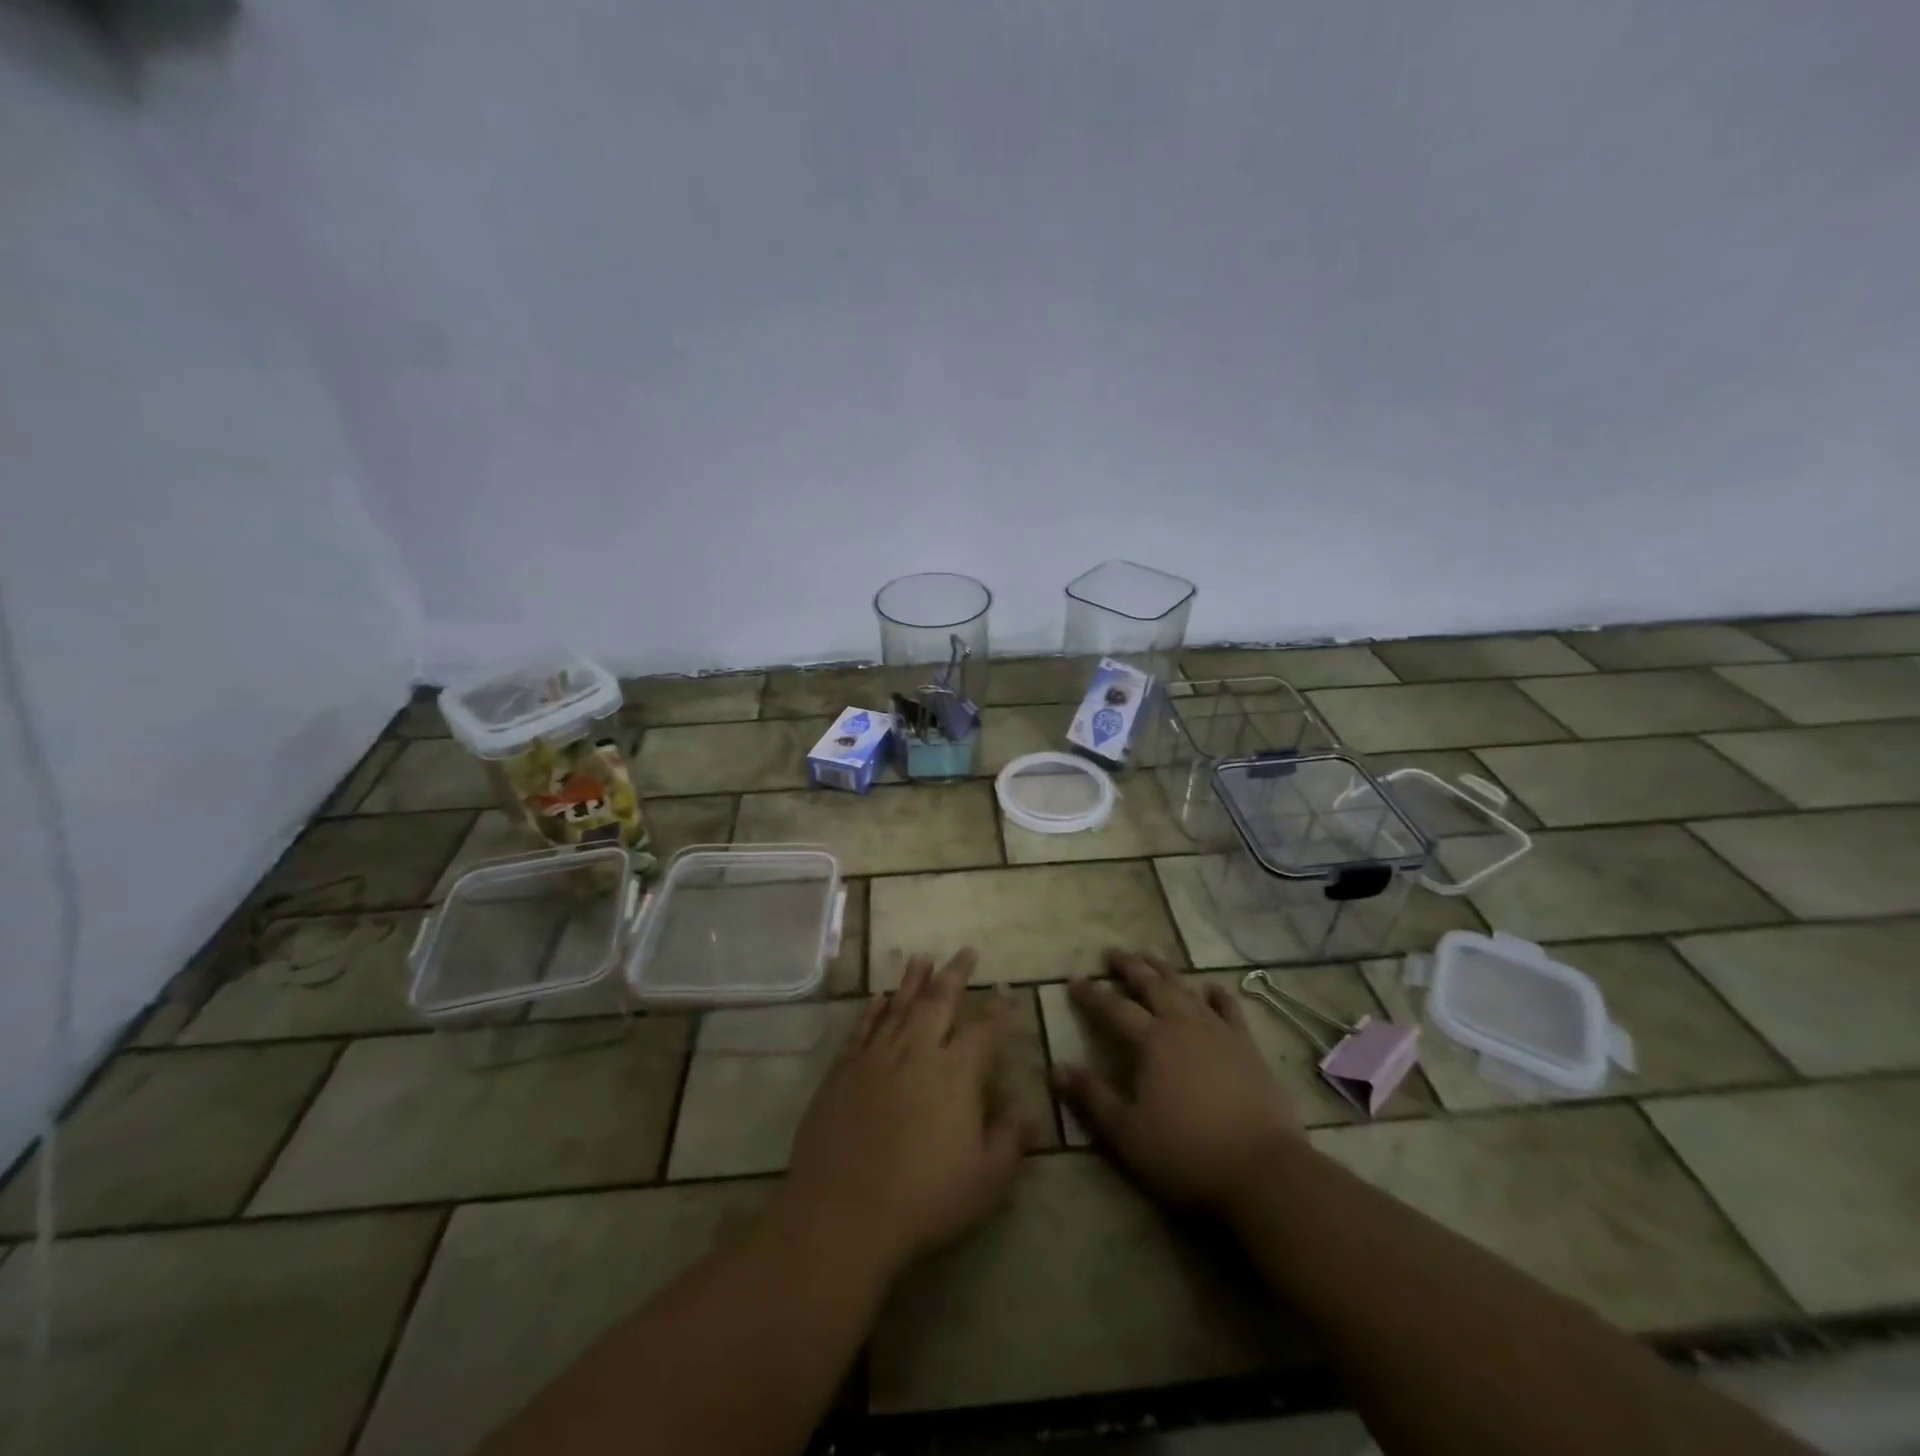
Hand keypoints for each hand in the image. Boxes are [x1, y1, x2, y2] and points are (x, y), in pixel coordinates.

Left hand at [779, 950, 1029, 1276]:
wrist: (843, 1213)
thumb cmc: (924, 1200)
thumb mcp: (986, 1180)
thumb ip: (1010, 1140)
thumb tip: (1028, 1110)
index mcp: (956, 1074)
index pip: (984, 1030)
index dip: (998, 1009)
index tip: (1005, 989)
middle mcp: (917, 1052)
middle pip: (939, 1001)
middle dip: (955, 974)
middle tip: (965, 951)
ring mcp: (876, 1057)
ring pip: (899, 1006)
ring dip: (913, 980)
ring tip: (923, 957)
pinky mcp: (843, 1070)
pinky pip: (862, 1028)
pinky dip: (872, 1009)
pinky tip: (879, 996)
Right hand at [1052, 951, 1302, 1215]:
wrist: (1264, 1170)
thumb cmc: (1186, 1153)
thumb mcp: (1127, 1133)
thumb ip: (1092, 1096)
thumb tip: (1056, 1068)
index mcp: (1151, 1041)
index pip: (1114, 1008)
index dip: (1092, 995)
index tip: (1075, 981)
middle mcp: (1183, 1025)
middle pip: (1152, 986)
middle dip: (1130, 967)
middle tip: (1113, 952)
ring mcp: (1219, 1032)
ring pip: (1186, 989)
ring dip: (1166, 970)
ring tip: (1151, 955)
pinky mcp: (1247, 1046)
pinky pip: (1229, 1009)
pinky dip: (1217, 995)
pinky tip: (1211, 988)